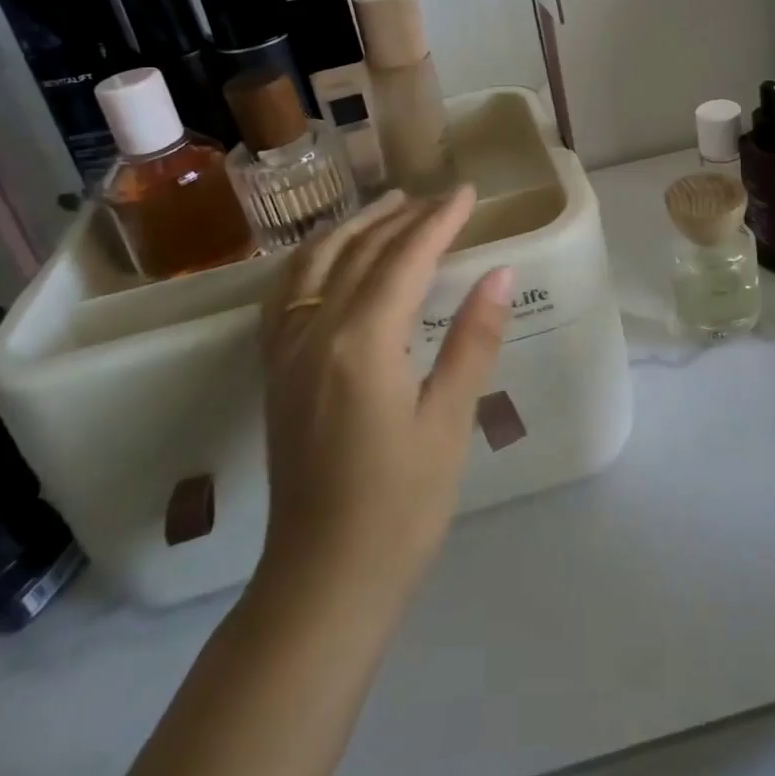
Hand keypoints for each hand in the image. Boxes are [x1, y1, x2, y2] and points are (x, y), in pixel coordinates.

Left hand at [255, 186, 511, 599]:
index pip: (405, 259)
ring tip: (388, 205)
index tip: (467, 193)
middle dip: (402, 216)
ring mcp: (286, 350)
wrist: (323, 581)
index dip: (439, 221)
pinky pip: (286, 293)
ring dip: (355, 227)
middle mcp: (315, 332)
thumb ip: (472, 340)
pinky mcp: (274, 371)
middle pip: (360, 251)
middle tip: (439, 196)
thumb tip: (500, 272)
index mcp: (362, 342)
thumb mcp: (449, 422)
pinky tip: (328, 256)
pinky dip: (312, 258)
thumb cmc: (401, 506)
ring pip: (316, 262)